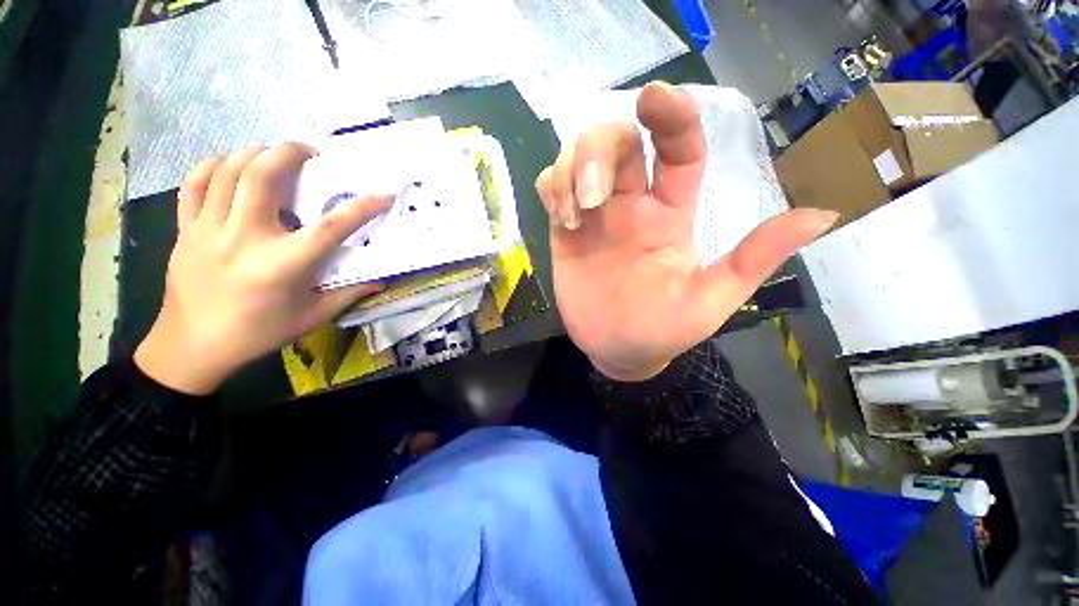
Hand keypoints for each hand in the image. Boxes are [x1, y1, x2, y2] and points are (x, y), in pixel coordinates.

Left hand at [134, 143, 389, 394]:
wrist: (191, 347)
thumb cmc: (257, 334)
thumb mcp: (311, 318)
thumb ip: (347, 294)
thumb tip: (379, 279)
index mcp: (281, 266)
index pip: (329, 228)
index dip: (361, 208)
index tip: (383, 194)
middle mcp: (243, 239)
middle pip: (262, 176)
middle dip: (290, 153)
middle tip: (310, 153)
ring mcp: (208, 230)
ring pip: (228, 171)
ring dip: (256, 153)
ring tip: (275, 155)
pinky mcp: (186, 230)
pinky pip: (195, 185)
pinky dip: (214, 166)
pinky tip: (230, 165)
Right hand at [535, 82, 836, 381]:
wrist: (618, 351)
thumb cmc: (663, 330)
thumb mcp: (711, 300)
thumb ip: (754, 258)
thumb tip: (822, 215)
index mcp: (670, 214)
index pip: (677, 149)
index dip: (671, 117)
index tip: (652, 97)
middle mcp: (631, 206)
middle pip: (617, 141)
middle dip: (599, 150)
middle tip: (593, 195)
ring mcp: (594, 217)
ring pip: (578, 160)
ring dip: (570, 171)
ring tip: (573, 214)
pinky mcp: (564, 231)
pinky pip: (551, 189)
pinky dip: (551, 188)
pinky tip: (560, 216)